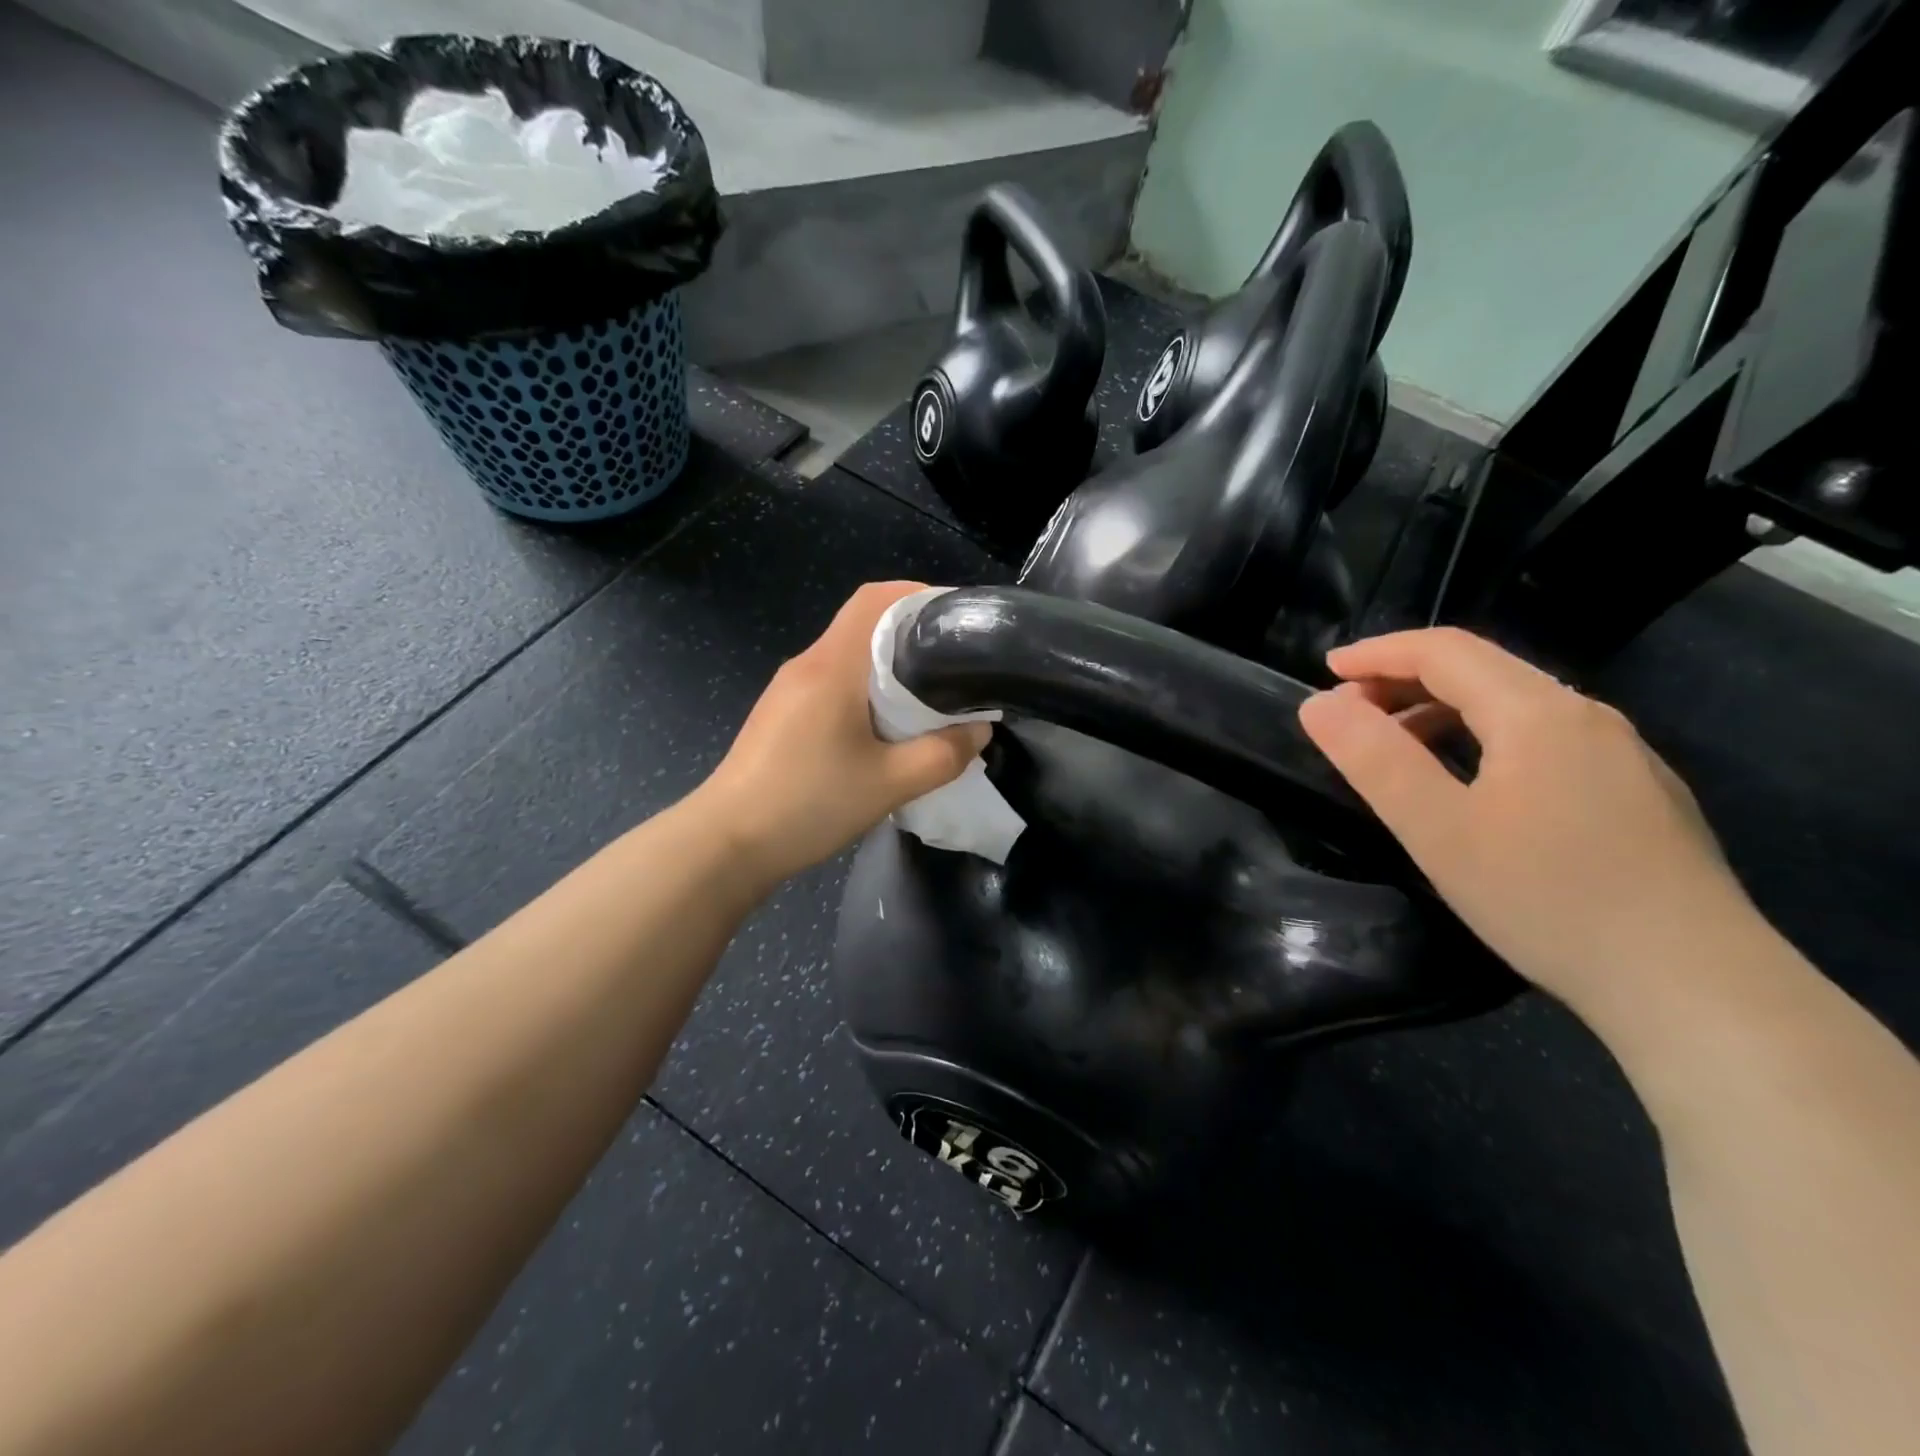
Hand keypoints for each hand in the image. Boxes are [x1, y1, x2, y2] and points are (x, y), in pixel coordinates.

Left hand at [701, 582, 989, 888]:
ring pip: (848, 655)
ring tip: (930, 693)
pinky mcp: (782, 713)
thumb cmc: (808, 804)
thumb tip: (979, 730)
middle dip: (912, 633)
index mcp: (832, 665)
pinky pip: (832, 682)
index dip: (917, 594)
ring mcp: (788, 688)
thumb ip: (942, 755)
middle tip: (956, 661)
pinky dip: (866, 688)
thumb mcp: (889, 785)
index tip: (957, 618)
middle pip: (864, 623)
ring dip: (889, 665)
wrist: (727, 843)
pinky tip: (886, 724)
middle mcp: (807, 664)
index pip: (875, 598)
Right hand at [1297, 627, 1757, 1011]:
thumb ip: (1375, 759)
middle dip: (1406, 679)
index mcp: (1538, 713)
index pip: (1445, 651)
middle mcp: (1588, 716)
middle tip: (1350, 715)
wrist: (1696, 988)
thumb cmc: (1548, 899)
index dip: (1378, 653)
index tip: (1326, 670)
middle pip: (1483, 670)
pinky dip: (1486, 740)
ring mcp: (1624, 756)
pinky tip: (1475, 789)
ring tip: (1399, 752)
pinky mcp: (1640, 795)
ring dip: (1444, 712)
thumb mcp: (1438, 830)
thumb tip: (1319, 704)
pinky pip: (1545, 740)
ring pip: (1516, 706)